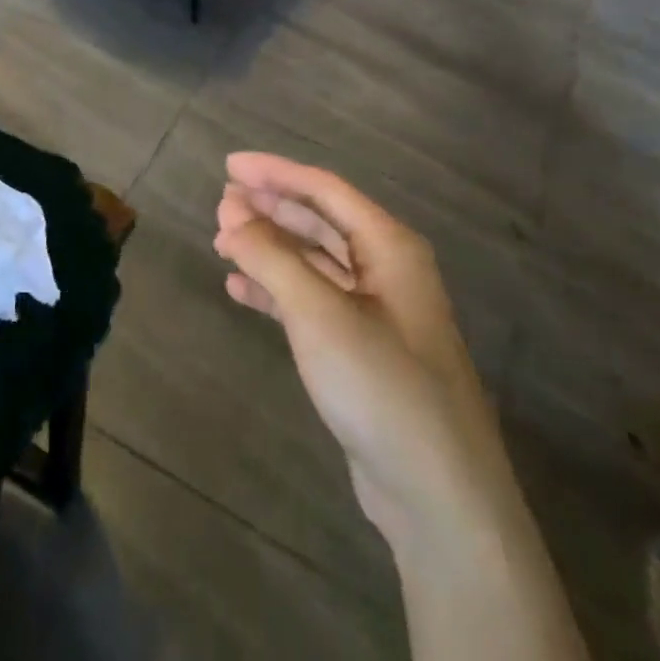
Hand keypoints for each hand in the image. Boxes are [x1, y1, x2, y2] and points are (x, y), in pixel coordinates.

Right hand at [214, 153, 489, 549]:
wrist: (438, 494)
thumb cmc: (381, 386)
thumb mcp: (320, 314)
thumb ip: (272, 259)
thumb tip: (232, 218)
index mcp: (390, 247)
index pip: (325, 190)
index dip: (275, 173)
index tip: (228, 166)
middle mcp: (387, 270)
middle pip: (320, 221)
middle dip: (270, 209)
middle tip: (221, 203)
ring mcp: (376, 312)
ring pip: (314, 261)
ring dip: (269, 248)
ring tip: (222, 241)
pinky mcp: (362, 350)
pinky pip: (312, 301)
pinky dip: (276, 290)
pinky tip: (240, 290)